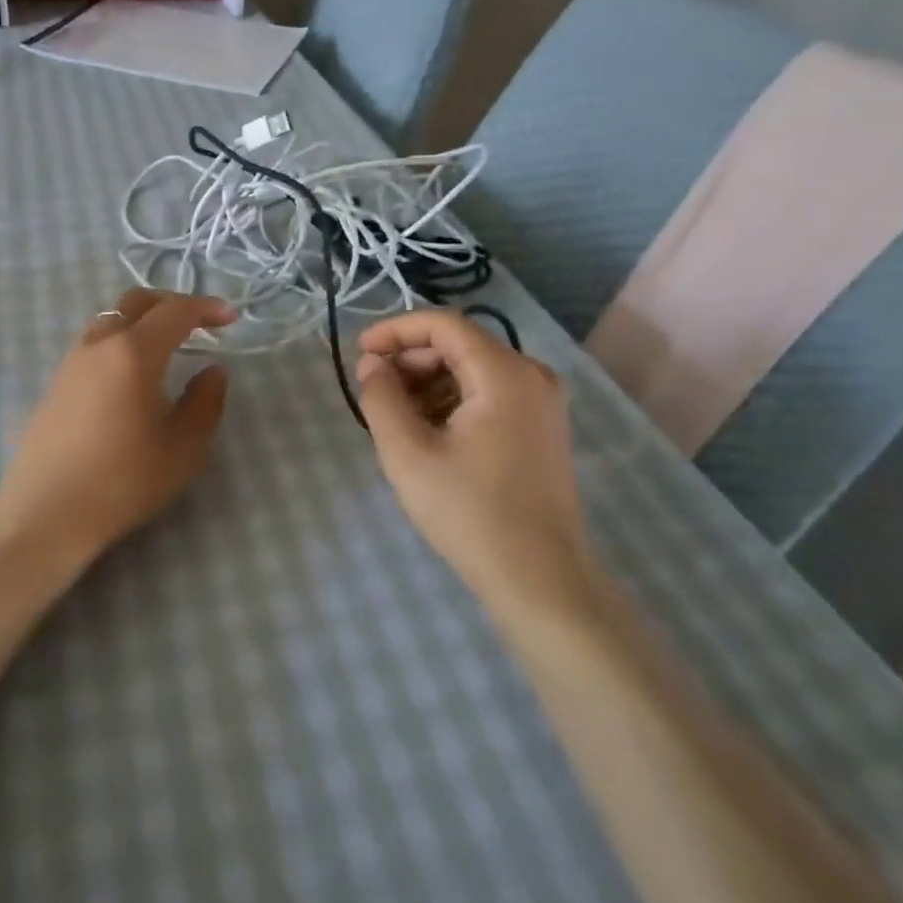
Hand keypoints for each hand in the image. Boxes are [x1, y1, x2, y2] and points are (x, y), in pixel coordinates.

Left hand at [0, 289, 235, 566]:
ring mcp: (70, 363)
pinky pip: (92, 345)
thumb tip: (213, 371)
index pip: (174, 312)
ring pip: (109, 321)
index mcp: (133, 353)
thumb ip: (205, 402)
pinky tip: (129, 375)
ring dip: (140, 321)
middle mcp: (97, 345)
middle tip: (198, 321)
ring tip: (164, 346)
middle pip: (134, 303)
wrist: (45, 515)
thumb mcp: (182, 449)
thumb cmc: (122, 482)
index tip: (230, 318)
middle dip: (170, 304)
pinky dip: (119, 342)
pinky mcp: (54, 384)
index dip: (206, 308)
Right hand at [356, 310, 594, 617]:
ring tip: (396, 419)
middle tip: (374, 392)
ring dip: (429, 384)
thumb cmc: (469, 512)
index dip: (395, 331)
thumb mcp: (408, 453)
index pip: (443, 324)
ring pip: (473, 371)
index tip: (360, 353)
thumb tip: (373, 365)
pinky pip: (490, 395)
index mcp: (505, 374)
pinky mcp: (542, 428)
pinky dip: (453, 402)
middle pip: (459, 346)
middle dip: (411, 361)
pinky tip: (429, 434)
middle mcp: (532, 376)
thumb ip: (381, 398)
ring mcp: (542, 403)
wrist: (540, 577)